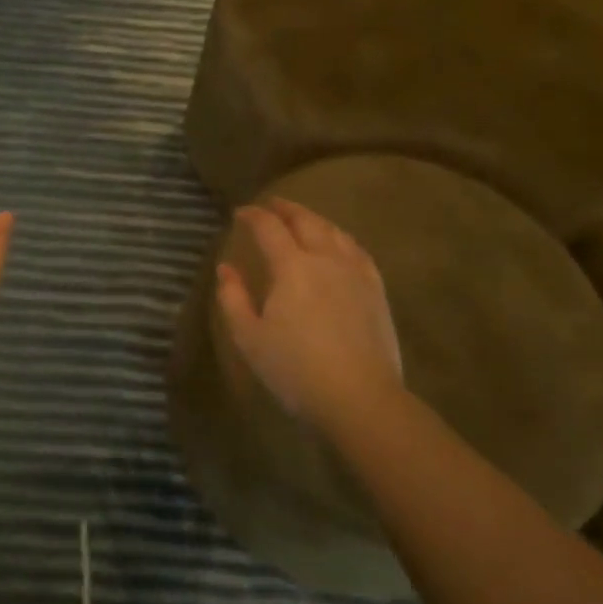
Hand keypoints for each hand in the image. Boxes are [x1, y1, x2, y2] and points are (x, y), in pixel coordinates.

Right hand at [216, 198, 404, 433]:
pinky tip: (339, 244)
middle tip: (271, 204)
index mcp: (292, 267)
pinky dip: (342, 238)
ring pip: (334, 232)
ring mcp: (355, 272)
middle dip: (285, 209)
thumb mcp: (250, 338)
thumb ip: (233, 299)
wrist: (361, 399)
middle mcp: (325, 259)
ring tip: (303, 219)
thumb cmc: (297, 370)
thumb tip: (226, 268)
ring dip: (314, 219)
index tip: (240, 212)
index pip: (269, 228)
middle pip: (306, 221)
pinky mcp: (376, 290)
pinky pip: (357, 250)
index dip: (253, 216)